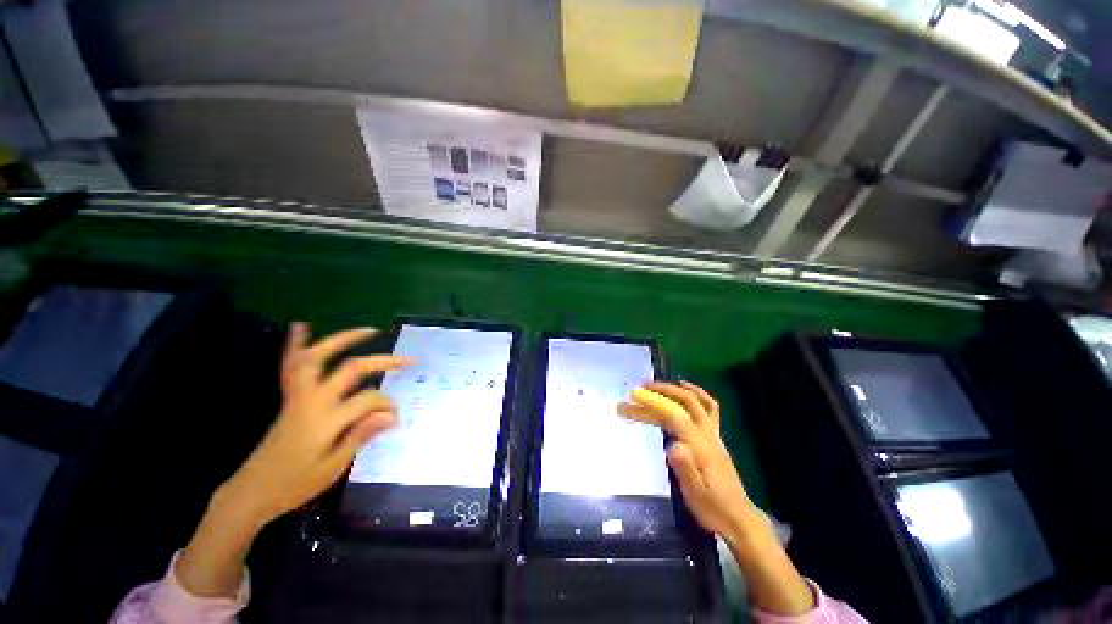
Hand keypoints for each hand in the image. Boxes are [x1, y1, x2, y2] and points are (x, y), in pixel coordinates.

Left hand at [176, 323, 412, 597]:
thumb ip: (362, 435)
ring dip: (343, 340)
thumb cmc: (295, 484)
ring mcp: (299, 395)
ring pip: (318, 357)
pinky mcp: (290, 398)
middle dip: (383, 361)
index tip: (396, 420)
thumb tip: (392, 415)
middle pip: (351, 368)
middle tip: (407, 359)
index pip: (369, 399)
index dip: (388, 406)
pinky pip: (291, 366)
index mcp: (327, 420)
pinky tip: (302, 325)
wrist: (252, 492)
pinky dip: (296, 344)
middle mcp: (313, 400)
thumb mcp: (334, 466)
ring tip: (368, 331)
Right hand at [617, 382, 759, 543]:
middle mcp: (707, 434)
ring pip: (695, 401)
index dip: (653, 402)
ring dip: (673, 390)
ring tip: (653, 386)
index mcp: (699, 446)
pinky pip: (709, 407)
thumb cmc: (713, 508)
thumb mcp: (695, 494)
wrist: (739, 518)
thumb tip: (672, 445)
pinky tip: (684, 387)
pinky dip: (696, 393)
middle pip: (684, 402)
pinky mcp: (715, 436)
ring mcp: (713, 433)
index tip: (632, 396)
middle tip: (638, 389)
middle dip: (661, 391)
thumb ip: (685, 468)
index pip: (674, 415)